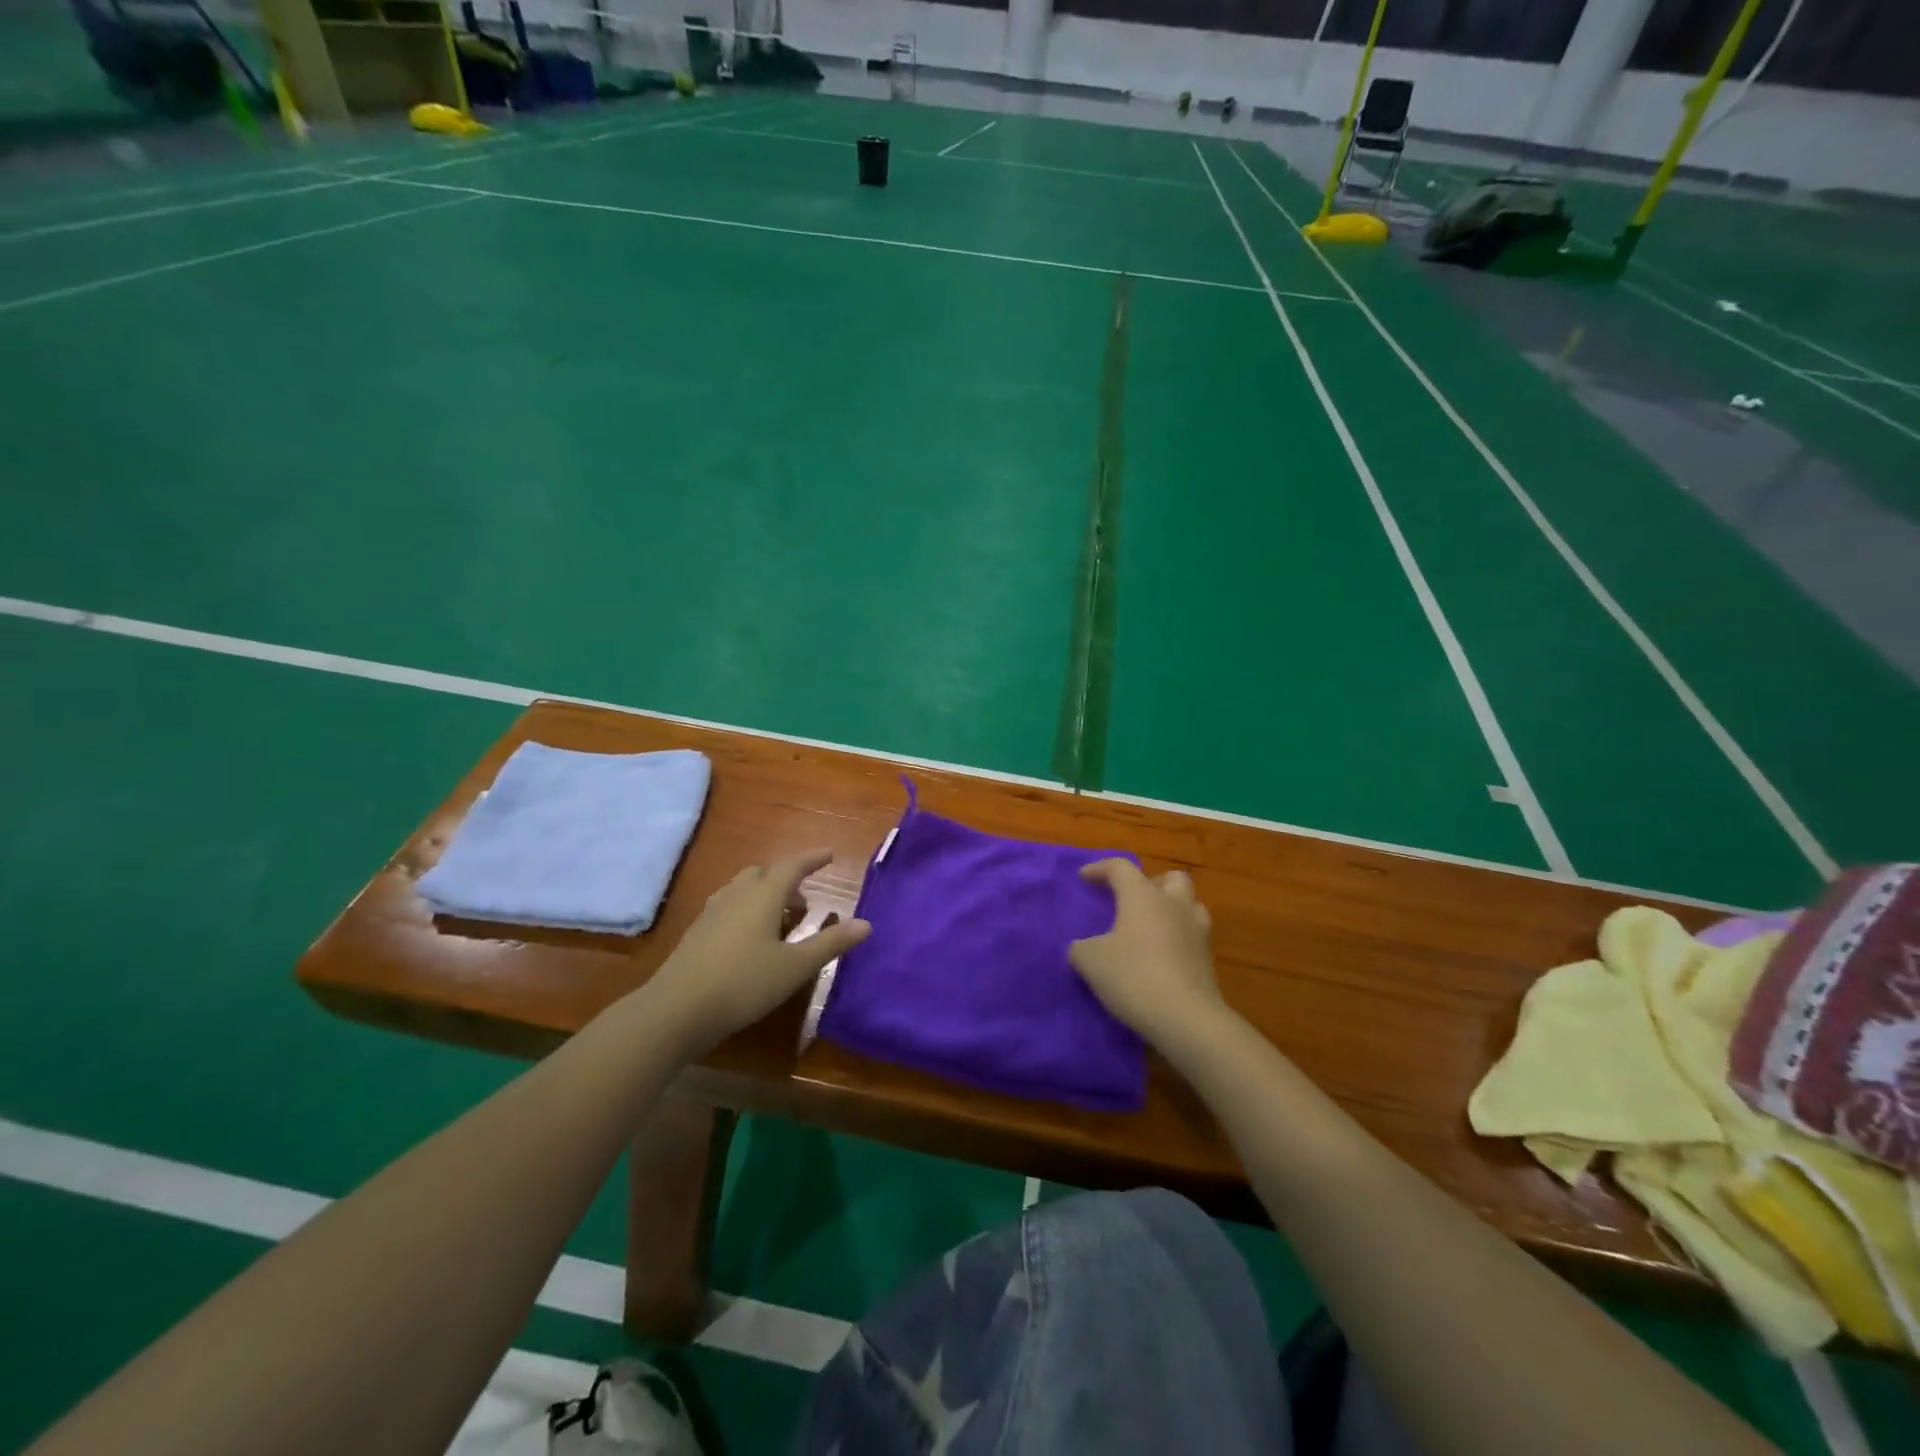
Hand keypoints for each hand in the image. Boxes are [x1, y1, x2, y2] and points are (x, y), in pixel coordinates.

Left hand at [647, 849, 868, 1055]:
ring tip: (780, 917)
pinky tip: (750, 936)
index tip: (829, 854)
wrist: (676, 1010)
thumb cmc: (743, 984)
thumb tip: (866, 924)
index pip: (792, 865)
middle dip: (787, 878)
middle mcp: (736, 895)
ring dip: (765, 893)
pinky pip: (729, 905)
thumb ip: (830, 943)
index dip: (812, 858)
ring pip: (743, 888)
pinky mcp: (697, 932)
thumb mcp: (795, 967)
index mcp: (763, 895)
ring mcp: (712, 912)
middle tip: (804, 897)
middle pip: (764, 873)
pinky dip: (747, 908)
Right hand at [1069, 860, 1222, 1040]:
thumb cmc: (1133, 976)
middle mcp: (1174, 905)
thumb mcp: (1090, 961)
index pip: (1120, 867)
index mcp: (1143, 896)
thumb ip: (1081, 947)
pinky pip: (1193, 935)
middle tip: (1130, 900)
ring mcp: (1197, 931)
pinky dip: (1178, 938)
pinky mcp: (1208, 959)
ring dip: (1171, 908)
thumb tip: (1082, 947)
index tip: (1084, 878)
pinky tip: (1161, 955)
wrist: (1186, 1018)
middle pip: (1170, 878)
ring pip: (1189, 904)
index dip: (1099, 869)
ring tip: (1150, 926)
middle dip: (1150, 883)